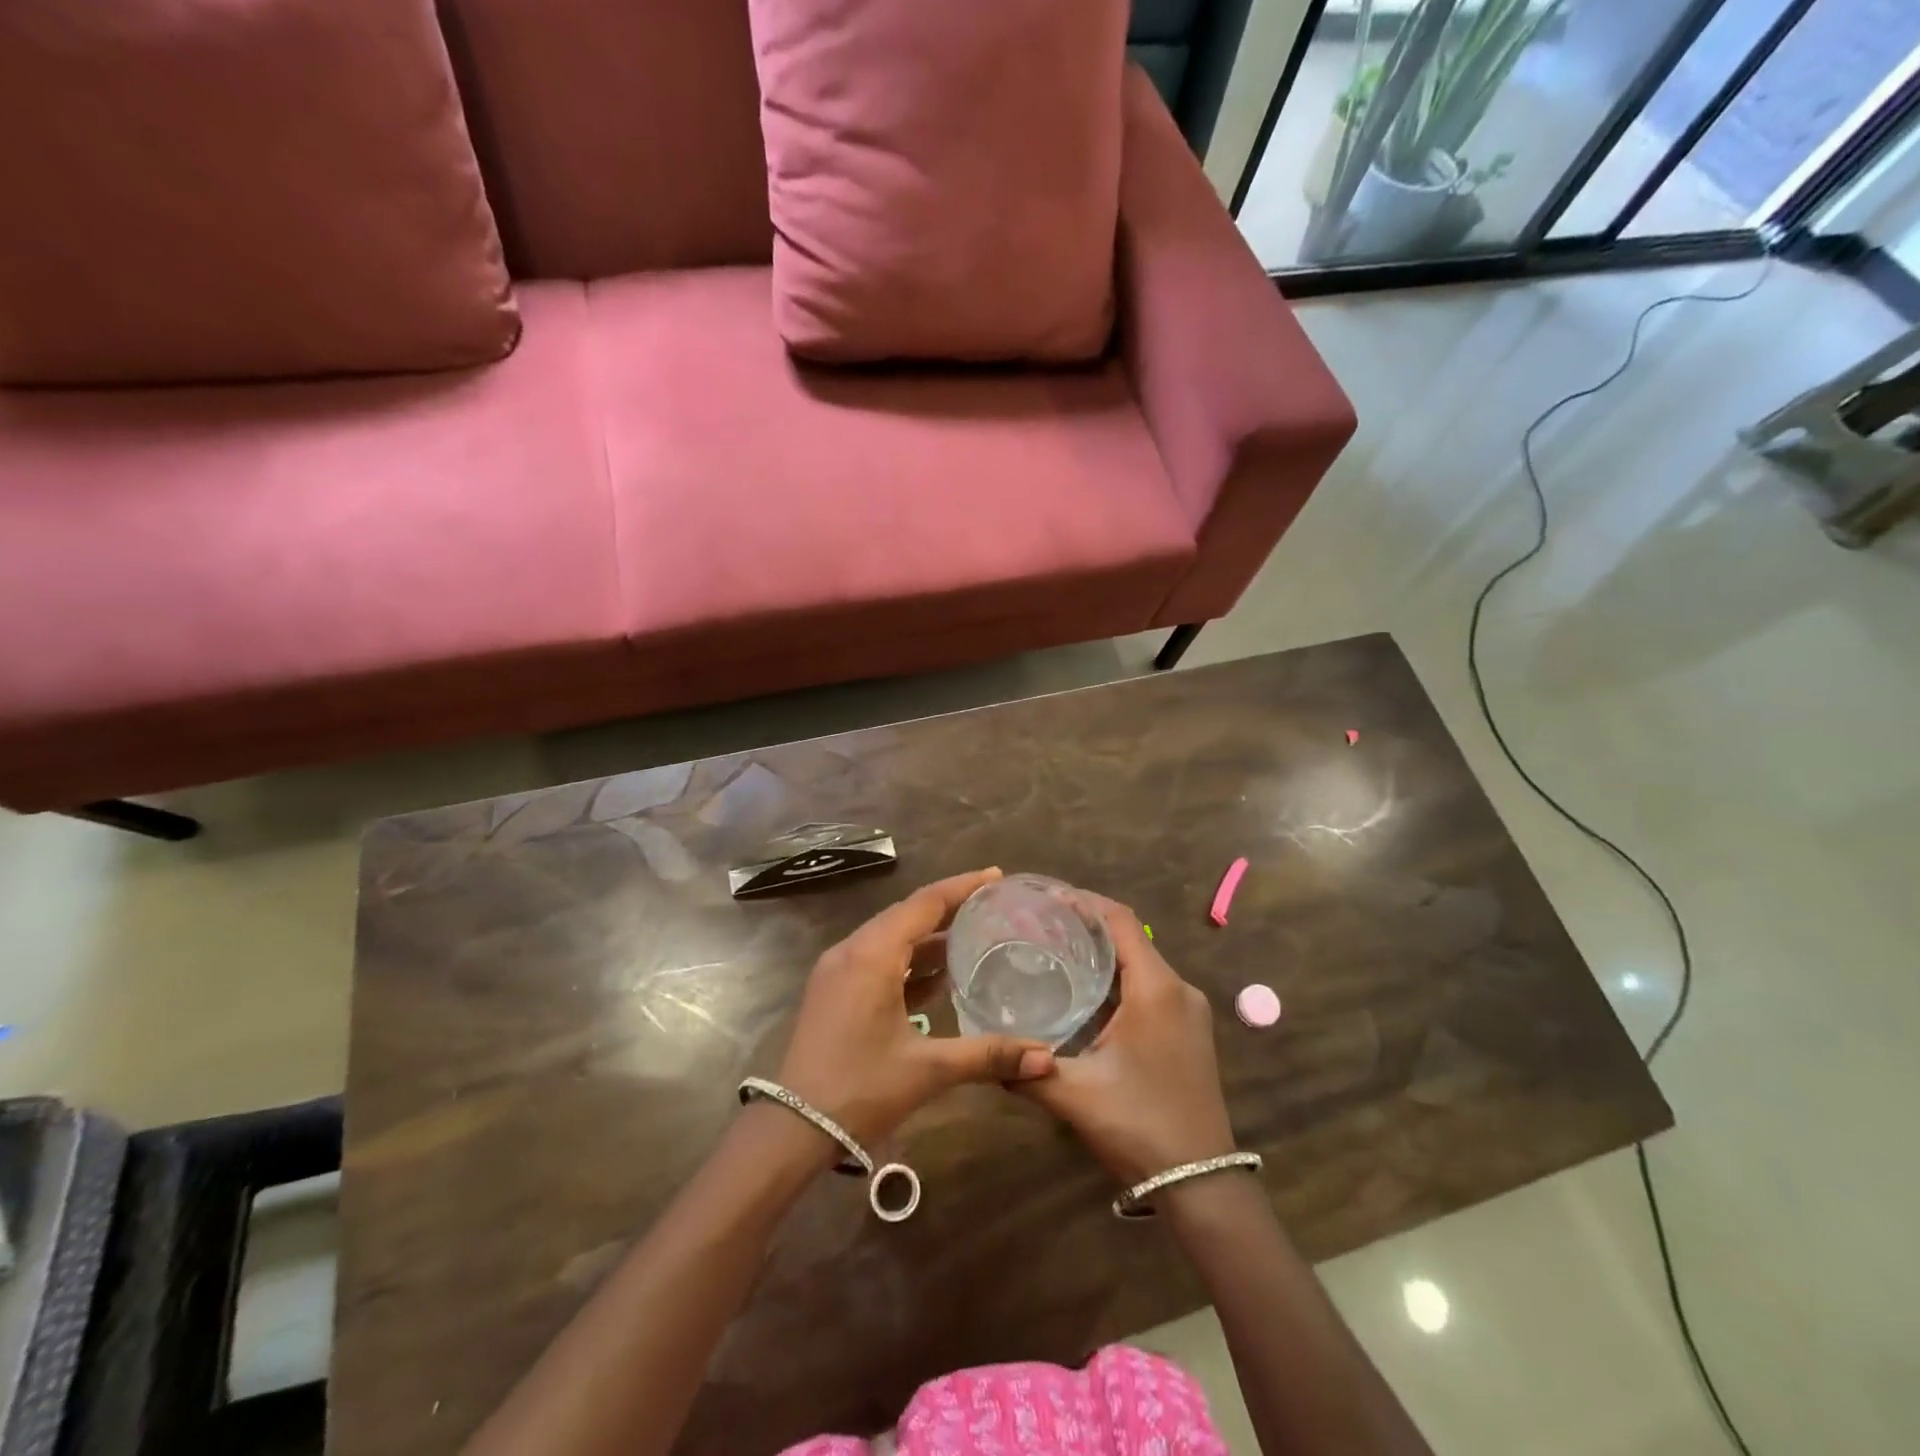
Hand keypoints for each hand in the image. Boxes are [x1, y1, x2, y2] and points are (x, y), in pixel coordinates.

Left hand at [777, 869, 1054, 1150]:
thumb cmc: (861, 1089)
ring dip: (928, 937)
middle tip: (990, 904)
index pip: (925, 903)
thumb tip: (1047, 1059)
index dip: (962, 887)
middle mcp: (852, 950)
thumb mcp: (928, 1069)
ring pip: (890, 937)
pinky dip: (908, 961)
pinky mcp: (833, 990)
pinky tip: (937, 978)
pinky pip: (877, 959)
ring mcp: (837, 970)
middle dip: (949, 908)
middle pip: (907, 914)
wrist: (792, 1128)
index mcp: (873, 954)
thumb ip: (988, 1056)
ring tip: (972, 937)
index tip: (995, 876)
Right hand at [1019, 897, 1236, 1183]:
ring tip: (1057, 951)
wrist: (1202, 1183)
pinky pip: (1151, 987)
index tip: (1046, 898)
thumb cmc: (1139, 1125)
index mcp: (1156, 988)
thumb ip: (1027, 1070)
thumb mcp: (1075, 1095)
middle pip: (1131, 938)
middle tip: (1041, 925)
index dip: (1085, 902)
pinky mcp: (1189, 1031)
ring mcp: (1189, 1011)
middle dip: (1088, 926)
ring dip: (1104, 954)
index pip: (1120, 921)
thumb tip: (987, 1055)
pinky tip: (1087, 994)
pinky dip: (1119, 978)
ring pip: (1141, 963)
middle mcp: (1178, 989)